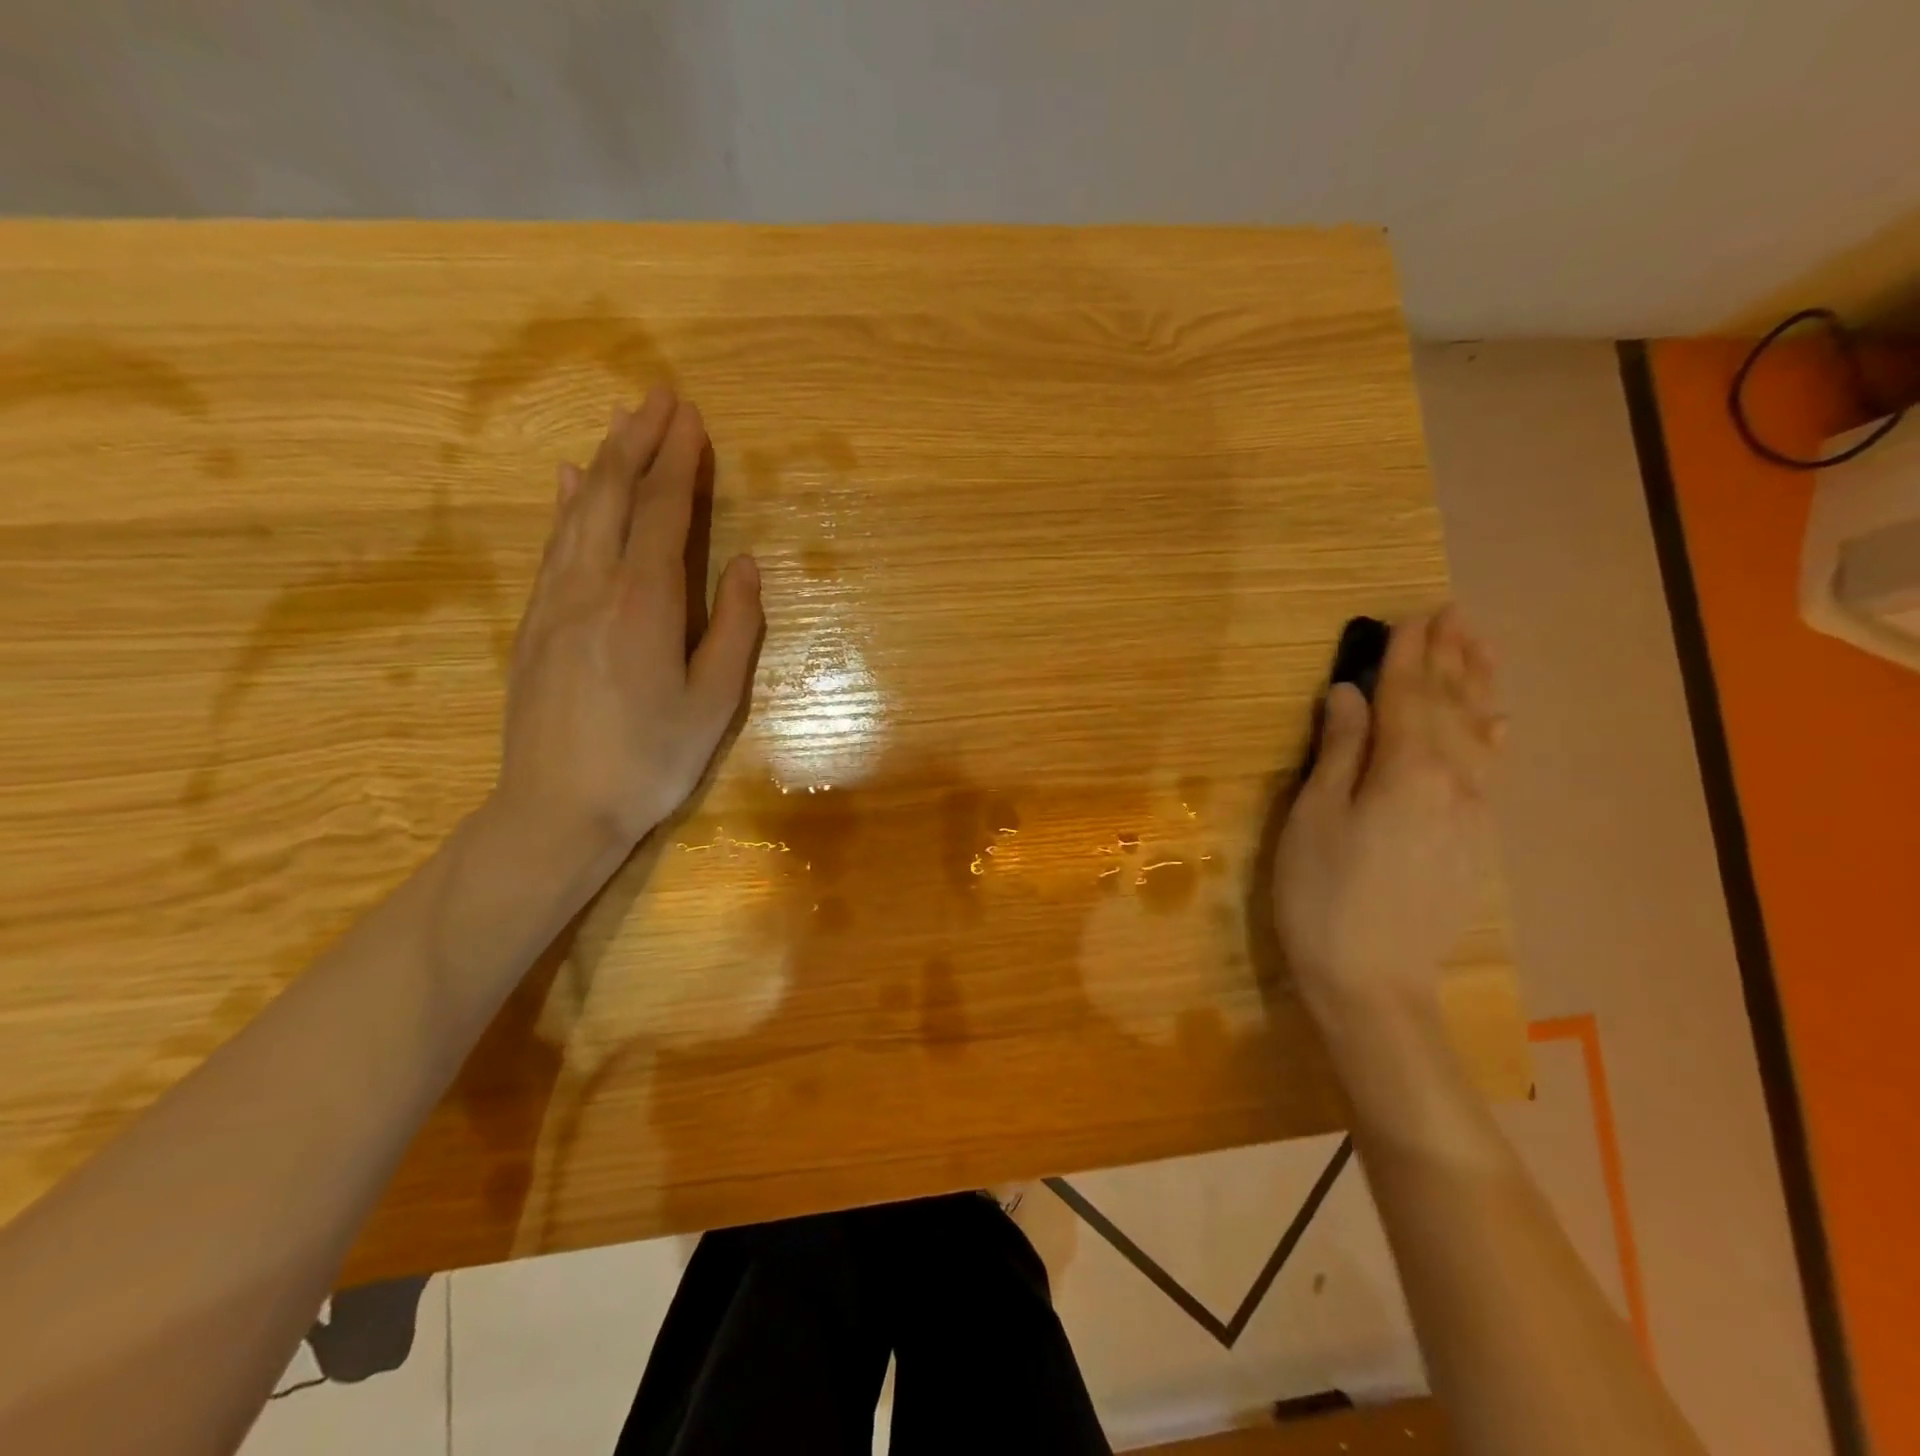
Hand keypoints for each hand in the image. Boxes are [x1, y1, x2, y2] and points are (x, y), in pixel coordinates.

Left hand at [494, 388, 762, 848]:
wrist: (557, 809)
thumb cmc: (649, 760)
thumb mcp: (713, 704)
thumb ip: (734, 629)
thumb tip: (745, 565)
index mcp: (643, 604)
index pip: (665, 514)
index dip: (680, 463)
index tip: (692, 418)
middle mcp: (592, 586)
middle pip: (615, 497)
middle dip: (639, 442)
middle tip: (659, 397)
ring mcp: (554, 602)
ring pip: (577, 513)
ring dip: (604, 462)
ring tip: (622, 424)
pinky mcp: (534, 623)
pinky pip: (553, 545)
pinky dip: (566, 505)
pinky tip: (569, 483)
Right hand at [1274, 608, 1502, 1021]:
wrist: (1374, 982)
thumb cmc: (1323, 895)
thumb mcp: (1313, 817)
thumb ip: (1338, 750)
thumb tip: (1348, 694)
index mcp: (1405, 769)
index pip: (1406, 695)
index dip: (1405, 654)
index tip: (1408, 615)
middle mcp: (1453, 780)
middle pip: (1450, 705)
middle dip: (1449, 657)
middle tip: (1452, 613)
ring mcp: (1472, 811)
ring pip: (1480, 732)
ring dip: (1478, 685)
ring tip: (1479, 645)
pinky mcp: (1474, 838)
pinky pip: (1492, 768)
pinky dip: (1493, 734)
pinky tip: (1497, 720)